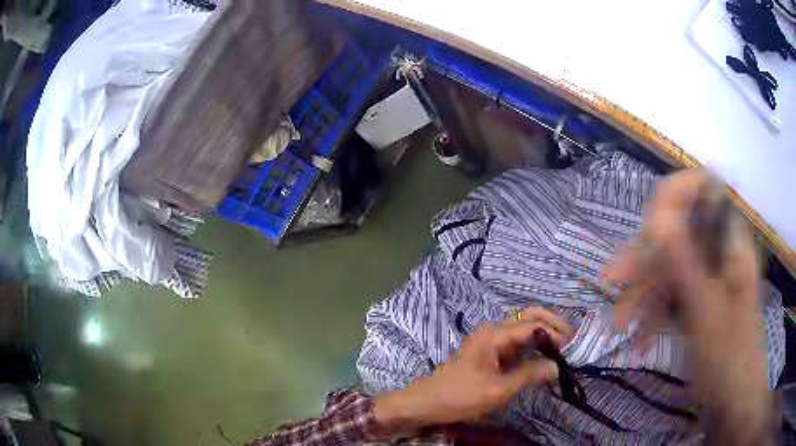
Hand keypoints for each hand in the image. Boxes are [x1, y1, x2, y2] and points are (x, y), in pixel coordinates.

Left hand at [373, 307, 571, 436]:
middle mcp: (494, 331)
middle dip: (552, 325)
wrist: (427, 403)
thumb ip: (528, 376)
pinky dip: (534, 346)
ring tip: (564, 349)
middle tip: (572, 341)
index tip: (572, 347)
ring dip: (545, 335)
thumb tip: (557, 366)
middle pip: (529, 317)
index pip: (533, 324)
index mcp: (494, 334)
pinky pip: (518, 343)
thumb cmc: (459, 396)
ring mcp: (492, 341)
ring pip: (525, 329)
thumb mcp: (497, 390)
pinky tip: (545, 356)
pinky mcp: (491, 353)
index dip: (555, 332)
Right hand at [604, 169, 771, 442]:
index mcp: (730, 241)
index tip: (649, 228)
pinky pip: (676, 293)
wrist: (735, 400)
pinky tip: (641, 337)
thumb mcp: (705, 310)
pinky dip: (656, 312)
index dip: (675, 196)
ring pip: (673, 265)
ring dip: (646, 291)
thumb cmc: (728, 357)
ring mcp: (711, 277)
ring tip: (621, 321)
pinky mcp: (703, 300)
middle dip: (648, 256)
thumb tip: (656, 211)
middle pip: (681, 230)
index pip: (704, 189)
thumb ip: (683, 259)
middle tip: (615, 281)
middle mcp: (720, 251)